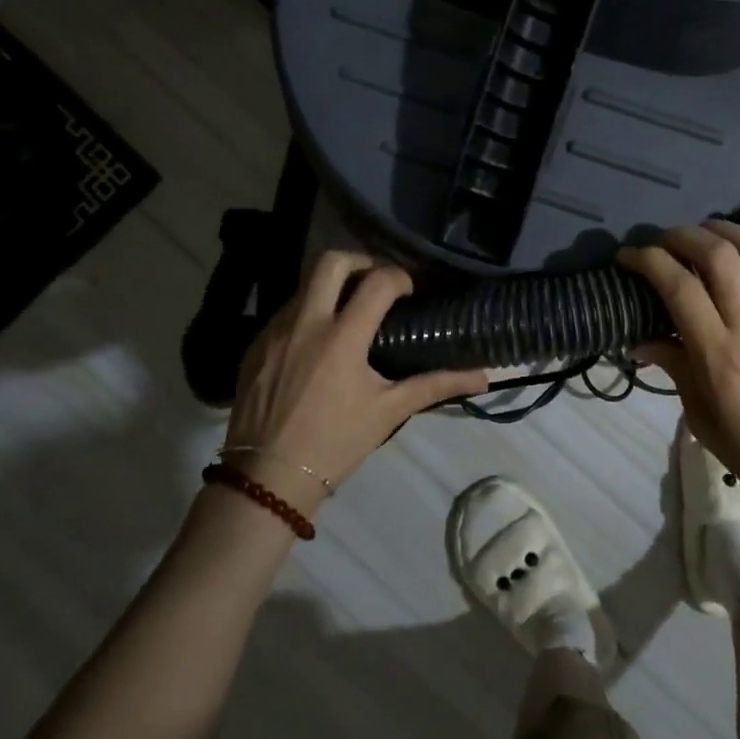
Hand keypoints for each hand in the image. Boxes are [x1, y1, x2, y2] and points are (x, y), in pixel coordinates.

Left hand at [224, 252, 486, 514]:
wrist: (268, 478)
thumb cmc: (335, 443)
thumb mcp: (389, 411)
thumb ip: (436, 385)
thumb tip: (484, 377)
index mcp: (343, 336)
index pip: (378, 281)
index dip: (400, 277)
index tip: (408, 293)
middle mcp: (306, 322)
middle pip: (332, 260)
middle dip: (360, 262)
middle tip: (375, 284)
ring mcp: (275, 330)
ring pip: (305, 284)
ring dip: (331, 287)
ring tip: (348, 314)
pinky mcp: (255, 344)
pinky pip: (285, 311)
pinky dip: (307, 313)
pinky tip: (317, 342)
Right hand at [618, 211, 739, 524]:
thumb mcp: (701, 417)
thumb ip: (673, 369)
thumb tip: (639, 340)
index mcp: (718, 353)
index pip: (677, 287)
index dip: (647, 261)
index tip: (627, 256)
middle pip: (716, 255)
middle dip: (682, 236)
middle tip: (663, 241)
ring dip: (724, 229)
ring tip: (703, 229)